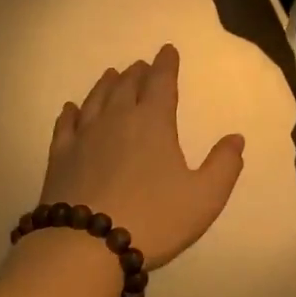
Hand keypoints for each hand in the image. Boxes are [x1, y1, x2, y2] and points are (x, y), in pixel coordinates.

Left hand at [39, 45, 244, 269]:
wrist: (86, 246)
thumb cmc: (154, 219)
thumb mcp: (204, 198)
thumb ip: (224, 166)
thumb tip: (236, 138)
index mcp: (153, 123)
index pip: (162, 84)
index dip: (166, 65)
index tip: (168, 50)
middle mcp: (116, 120)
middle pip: (126, 87)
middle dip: (137, 73)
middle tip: (141, 65)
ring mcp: (83, 138)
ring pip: (95, 100)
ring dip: (106, 85)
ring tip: (111, 75)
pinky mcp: (59, 158)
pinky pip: (65, 126)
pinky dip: (70, 113)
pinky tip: (71, 109)